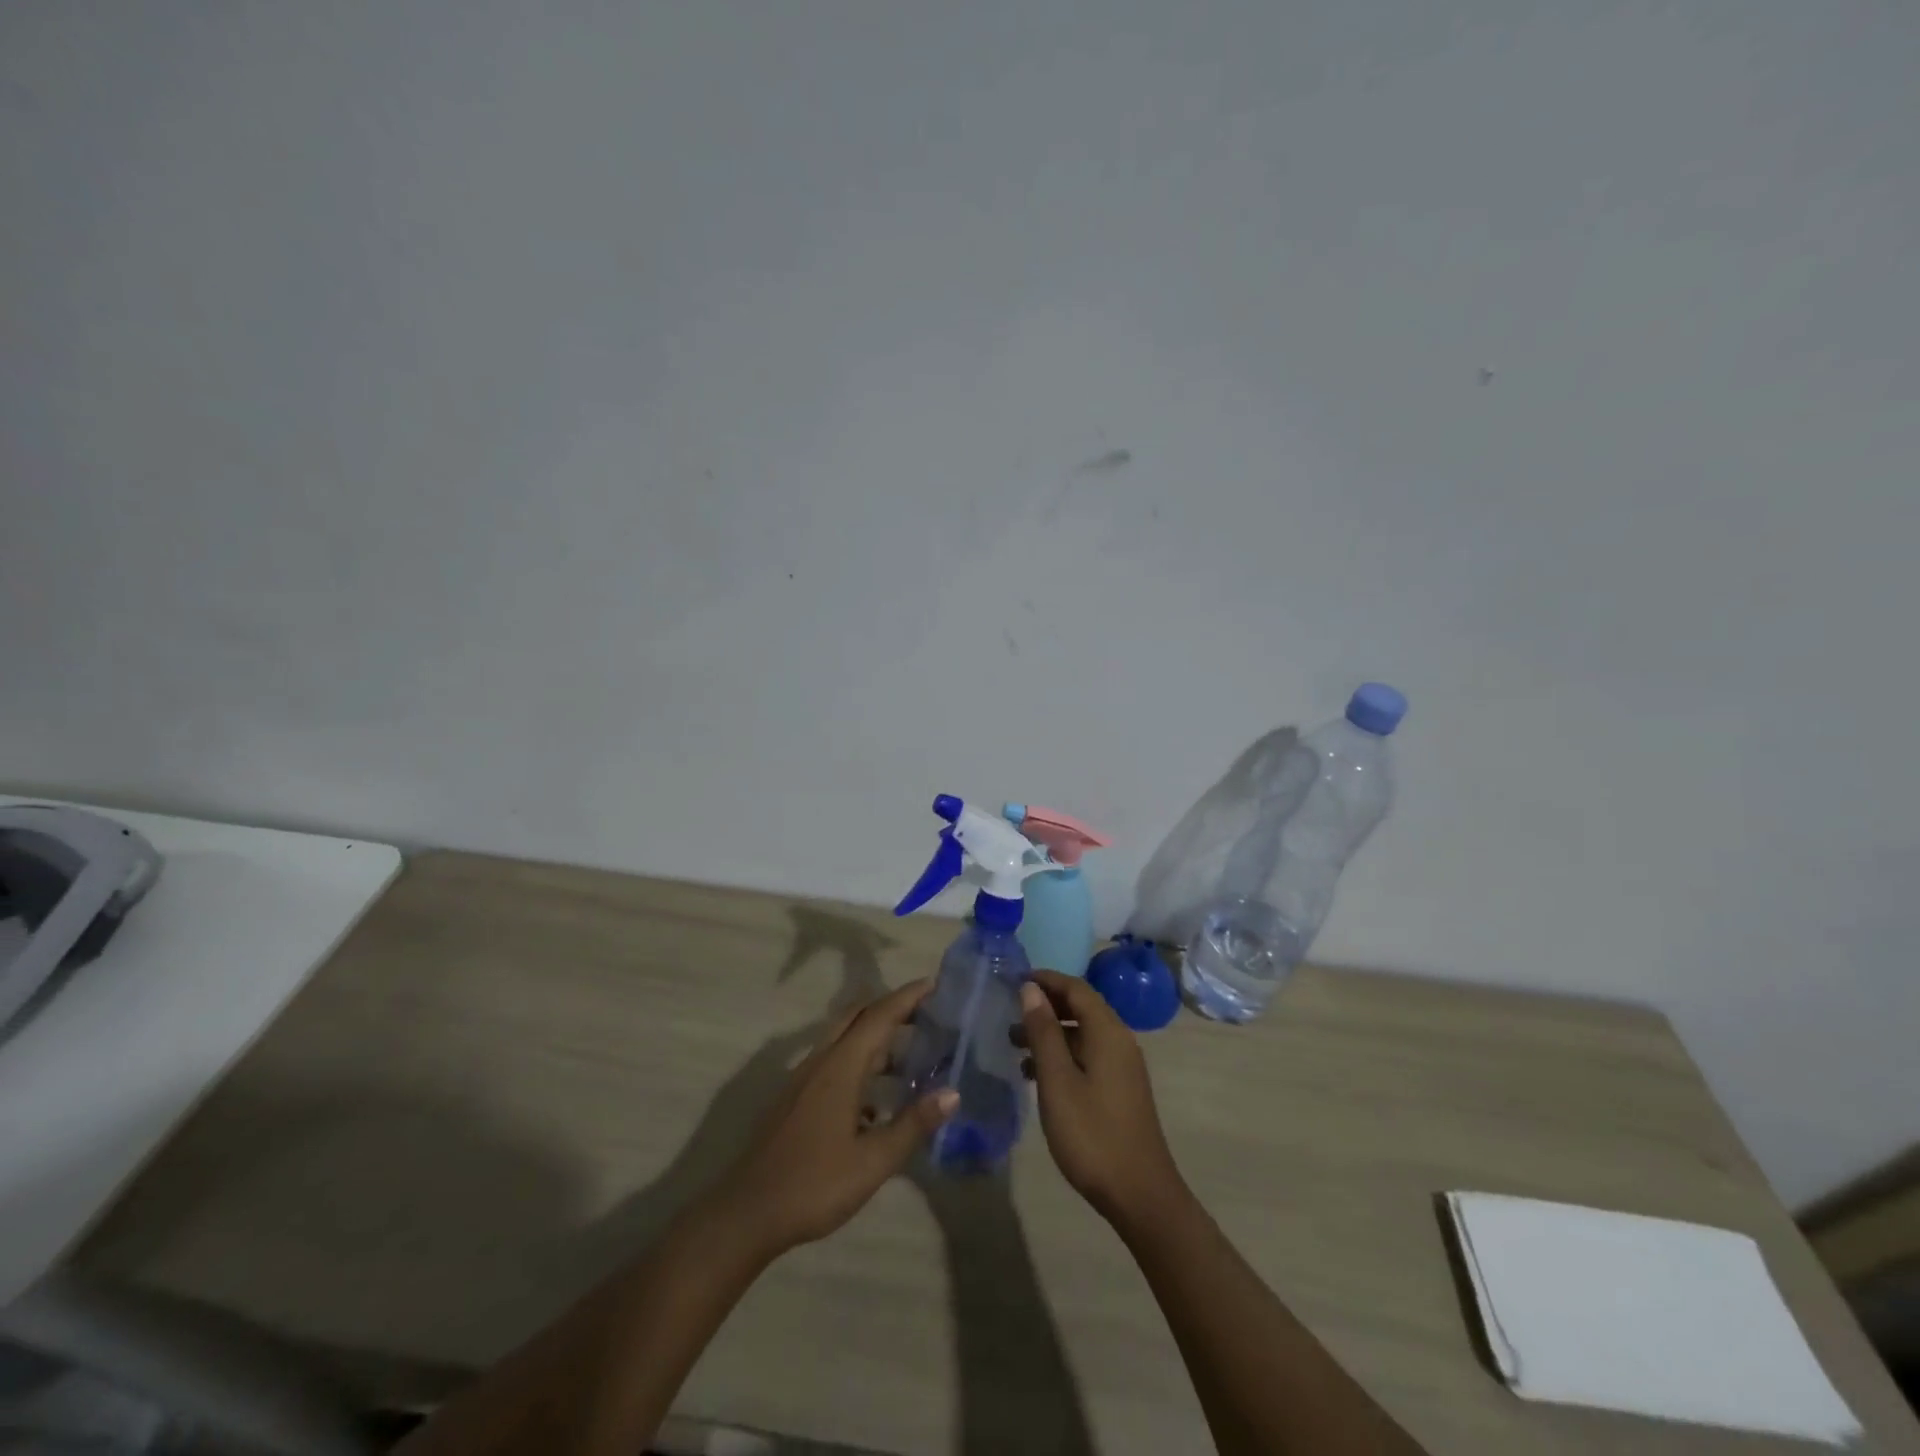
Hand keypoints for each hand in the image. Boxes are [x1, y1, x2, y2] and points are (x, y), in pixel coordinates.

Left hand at [710, 979, 957, 1258]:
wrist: (747, 1213)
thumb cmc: (814, 1184)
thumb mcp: (873, 1161)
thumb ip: (913, 1124)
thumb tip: (953, 1093)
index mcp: (841, 1066)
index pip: (879, 1015)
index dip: (907, 997)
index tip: (934, 985)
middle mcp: (821, 1061)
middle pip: (858, 1017)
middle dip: (891, 1009)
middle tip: (926, 1015)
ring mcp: (804, 1079)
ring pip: (845, 1041)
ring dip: (876, 1039)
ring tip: (913, 1056)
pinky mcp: (797, 1099)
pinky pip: (834, 1063)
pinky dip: (860, 1064)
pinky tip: (879, 1101)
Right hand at [1018, 970, 1185, 1228]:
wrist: (1140, 1195)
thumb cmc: (1092, 1135)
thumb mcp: (1058, 1081)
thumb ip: (1044, 1032)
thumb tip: (1031, 989)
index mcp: (1108, 1032)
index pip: (1076, 988)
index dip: (1045, 980)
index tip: (1013, 980)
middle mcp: (1119, 1041)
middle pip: (1081, 1007)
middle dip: (1045, 1006)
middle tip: (1009, 1013)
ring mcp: (1123, 1066)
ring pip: (1083, 1033)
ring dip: (1051, 1032)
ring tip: (1014, 1045)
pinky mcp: (1120, 1088)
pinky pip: (1088, 1055)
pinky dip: (1062, 1054)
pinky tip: (1036, 1075)